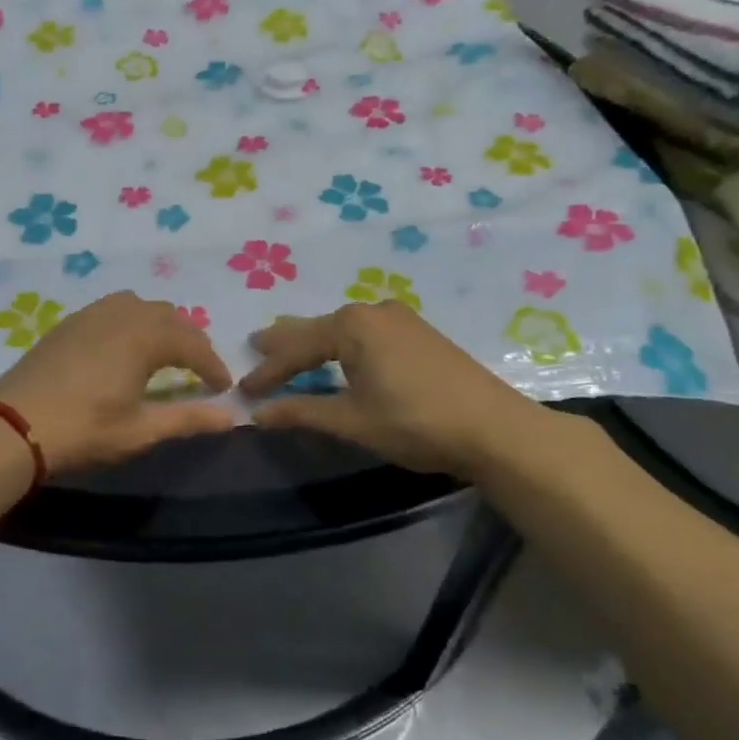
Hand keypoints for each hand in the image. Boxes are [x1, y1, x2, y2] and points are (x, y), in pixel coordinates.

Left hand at [0, 292, 234, 475]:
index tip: (224, 387)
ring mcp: (91, 314)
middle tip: (199, 370)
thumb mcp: (140, 431)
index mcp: (144, 337)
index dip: (212, 364)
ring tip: (165, 353)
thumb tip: (231, 416)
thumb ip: (188, 419)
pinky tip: (125, 346)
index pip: (192, 344)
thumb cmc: (83, 430)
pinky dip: (132, 320)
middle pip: (169, 316)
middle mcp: (121, 315)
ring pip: (139, 306)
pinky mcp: (68, 323)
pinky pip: (113, 308)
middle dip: (191, 341)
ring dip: (161, 325)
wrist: (12, 426)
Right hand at [239, 300, 571, 480]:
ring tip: (289, 348)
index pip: (296, 348)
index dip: (268, 371)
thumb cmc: (415, 422)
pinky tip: (340, 352)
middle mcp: (372, 311)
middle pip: (317, 327)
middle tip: (255, 346)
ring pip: (342, 328)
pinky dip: (342, 344)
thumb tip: (257, 414)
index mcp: (351, 325)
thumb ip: (302, 411)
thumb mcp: (352, 420)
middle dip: (286, 342)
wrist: (495, 428)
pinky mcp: (419, 333)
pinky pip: (365, 332)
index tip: (243, 391)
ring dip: (315, 342)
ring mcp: (400, 319)